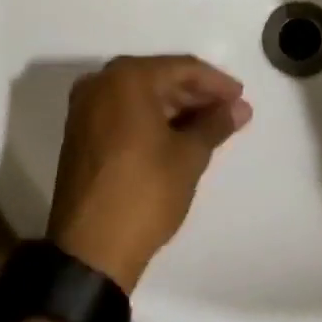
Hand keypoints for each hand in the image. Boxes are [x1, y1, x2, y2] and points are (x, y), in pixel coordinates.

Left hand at [47, 55, 252, 292]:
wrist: (90, 253)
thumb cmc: (144, 193)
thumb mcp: (189, 156)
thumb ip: (216, 123)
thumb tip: (240, 107)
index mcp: (127, 78)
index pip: (182, 68)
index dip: (216, 83)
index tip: (240, 98)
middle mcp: (101, 83)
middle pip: (160, 78)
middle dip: (196, 95)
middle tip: (228, 111)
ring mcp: (86, 109)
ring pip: (141, 96)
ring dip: (175, 108)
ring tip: (209, 125)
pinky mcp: (80, 134)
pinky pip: (124, 113)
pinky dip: (151, 119)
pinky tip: (178, 135)